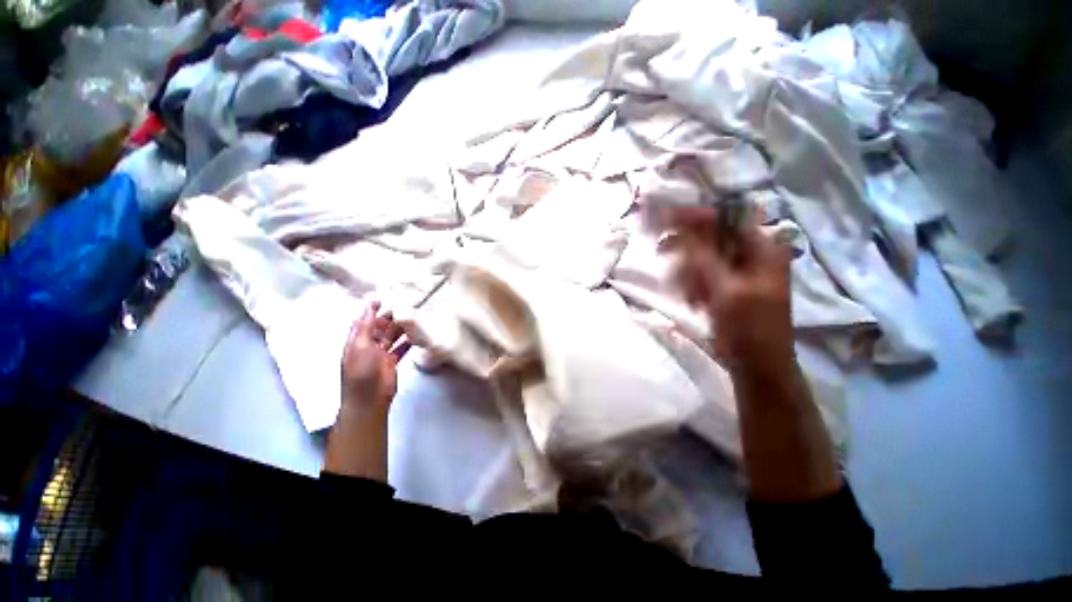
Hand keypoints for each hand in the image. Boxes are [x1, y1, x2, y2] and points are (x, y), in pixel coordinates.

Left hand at [341, 302, 409, 409]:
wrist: (369, 399)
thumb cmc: (361, 370)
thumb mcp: (360, 345)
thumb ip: (365, 326)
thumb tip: (367, 306)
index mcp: (356, 341)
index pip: (363, 321)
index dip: (370, 310)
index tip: (382, 299)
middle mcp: (368, 346)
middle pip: (380, 328)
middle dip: (389, 318)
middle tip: (404, 308)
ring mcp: (380, 354)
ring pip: (392, 337)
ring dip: (400, 329)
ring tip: (413, 319)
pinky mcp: (392, 361)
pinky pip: (400, 348)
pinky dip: (407, 342)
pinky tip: (416, 336)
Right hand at [660, 206, 795, 374]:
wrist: (756, 365)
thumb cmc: (748, 327)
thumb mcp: (725, 289)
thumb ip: (701, 254)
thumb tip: (678, 220)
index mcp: (761, 247)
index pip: (722, 216)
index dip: (691, 215)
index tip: (660, 218)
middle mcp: (750, 252)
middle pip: (708, 236)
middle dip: (686, 250)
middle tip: (663, 254)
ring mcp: (736, 269)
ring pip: (699, 256)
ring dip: (688, 272)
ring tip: (692, 296)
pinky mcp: (724, 284)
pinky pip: (700, 273)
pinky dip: (692, 284)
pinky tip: (694, 301)